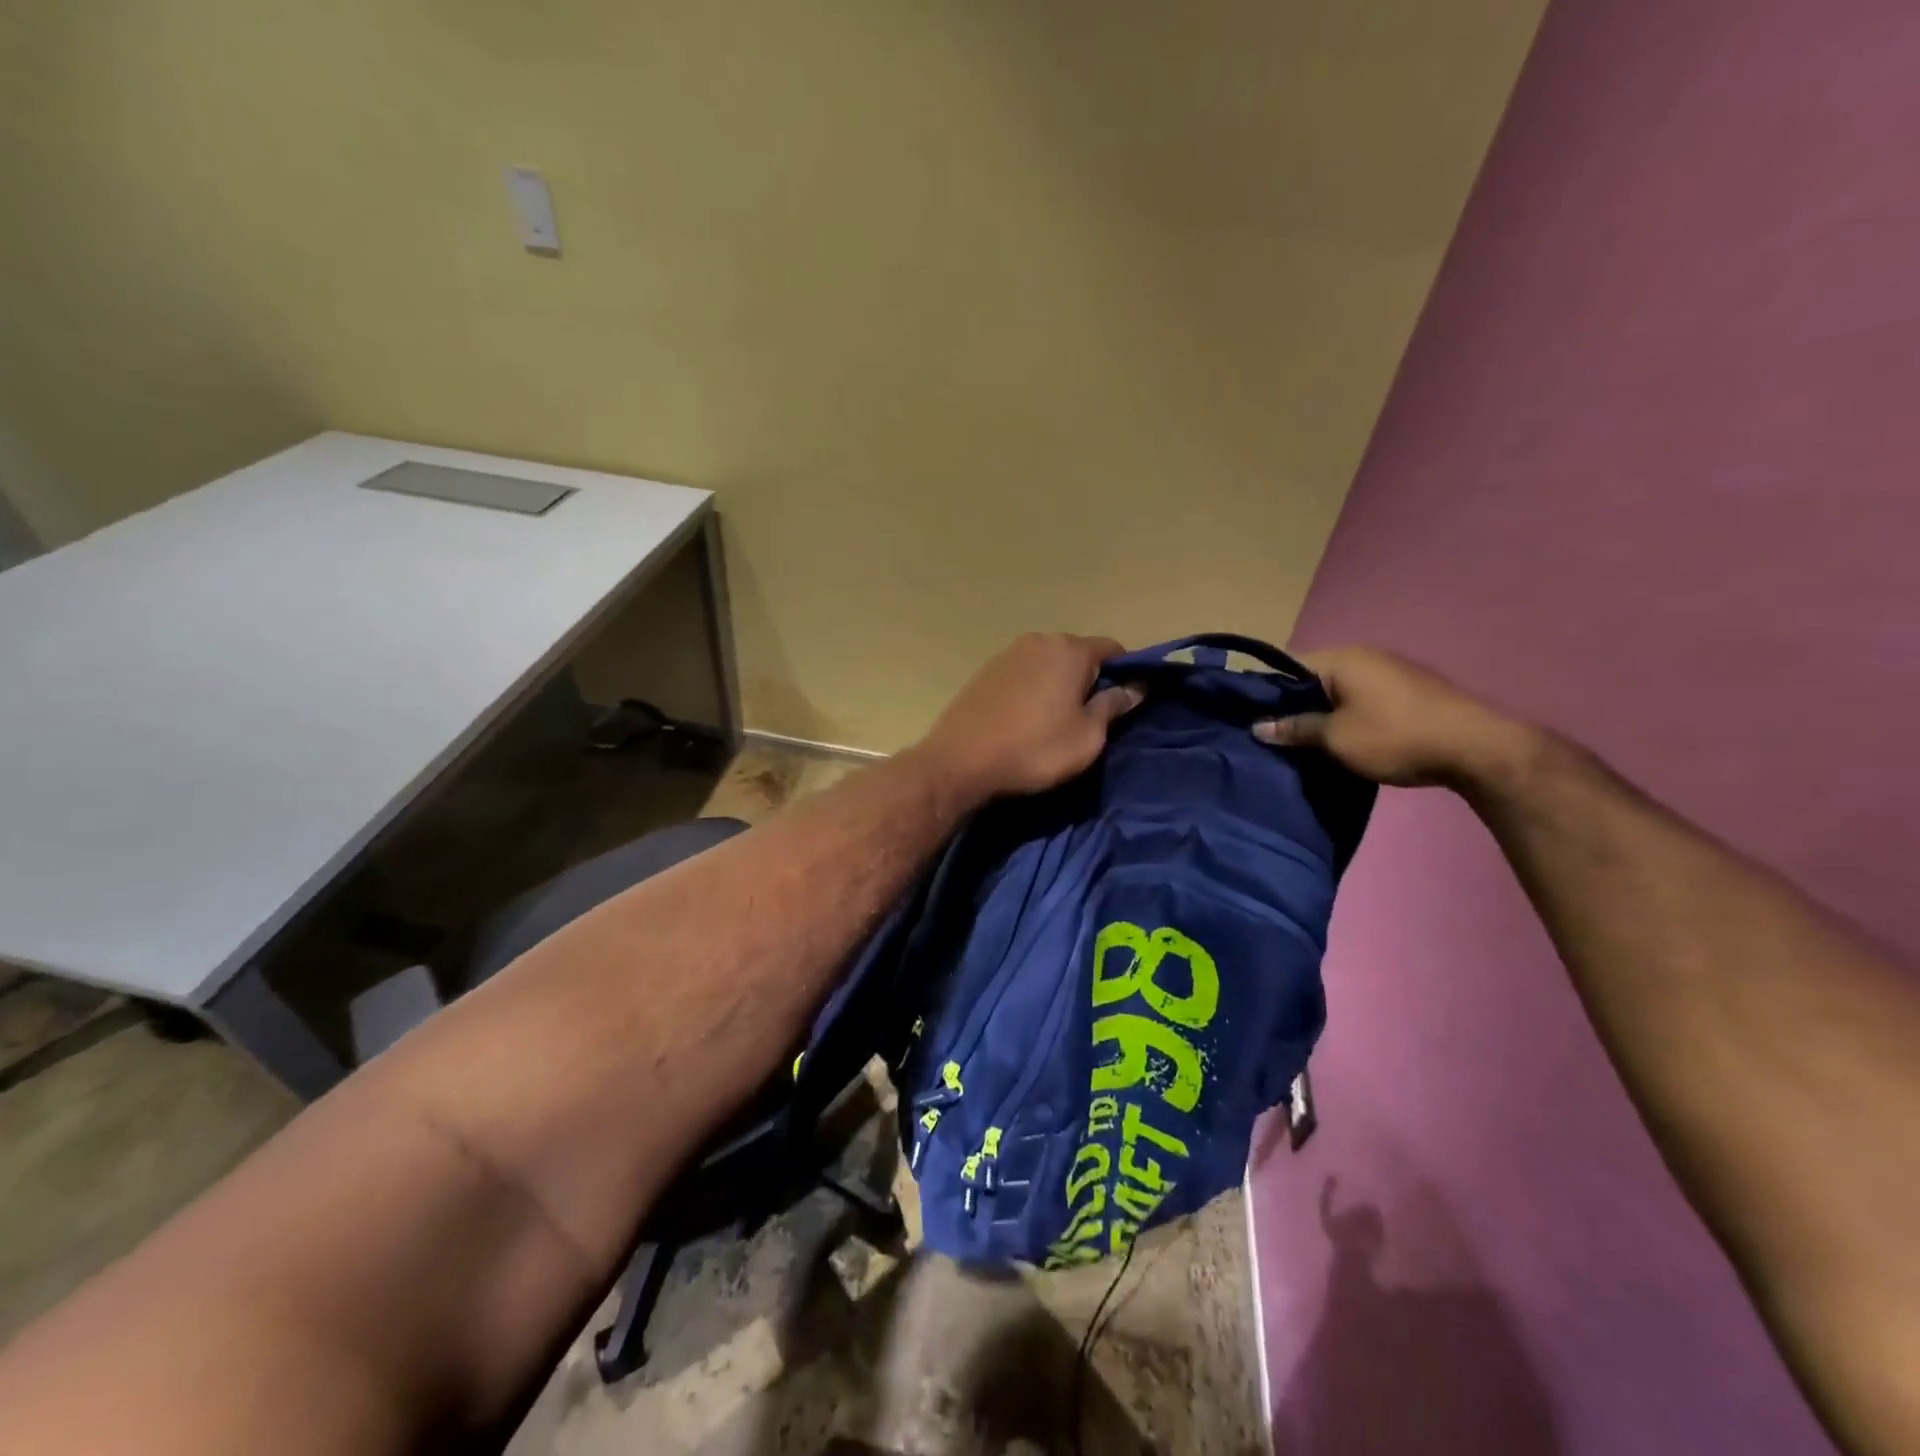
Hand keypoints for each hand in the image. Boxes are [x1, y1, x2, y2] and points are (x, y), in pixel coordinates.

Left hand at [918, 633, 1142, 798]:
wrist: (960, 761)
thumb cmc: (1034, 749)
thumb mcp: (1087, 736)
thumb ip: (1114, 705)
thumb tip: (1135, 686)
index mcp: (1070, 649)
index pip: (1113, 649)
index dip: (1126, 673)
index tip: (1126, 702)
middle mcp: (1039, 640)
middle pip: (1078, 654)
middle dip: (1090, 679)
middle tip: (1092, 718)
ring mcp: (1008, 653)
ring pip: (1049, 664)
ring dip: (1059, 685)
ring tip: (1057, 721)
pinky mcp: (985, 671)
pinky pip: (1024, 674)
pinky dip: (1033, 690)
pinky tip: (1027, 719)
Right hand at [1252, 646, 1538, 788]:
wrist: (1475, 749)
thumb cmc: (1394, 737)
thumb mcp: (1335, 738)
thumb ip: (1295, 729)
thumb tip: (1257, 726)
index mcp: (1340, 659)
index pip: (1287, 668)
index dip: (1266, 693)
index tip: (1252, 719)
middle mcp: (1363, 656)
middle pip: (1312, 679)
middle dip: (1293, 705)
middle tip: (1275, 736)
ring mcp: (1388, 671)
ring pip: (1337, 690)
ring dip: (1320, 713)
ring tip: (1304, 742)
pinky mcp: (1405, 690)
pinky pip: (1359, 698)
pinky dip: (1345, 716)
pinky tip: (1339, 739)